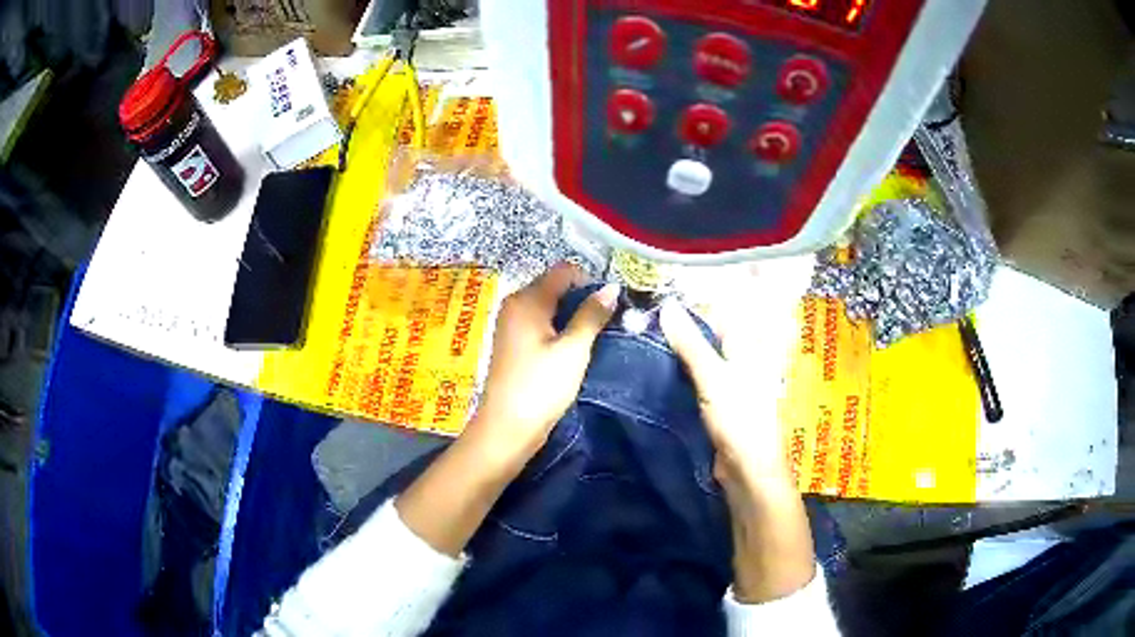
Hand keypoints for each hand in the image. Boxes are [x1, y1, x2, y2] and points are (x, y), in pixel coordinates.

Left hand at [465, 263, 619, 464]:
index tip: (611, 303)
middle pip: (555, 286)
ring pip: (549, 306)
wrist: (507, 428)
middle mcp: (515, 304)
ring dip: (572, 314)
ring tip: (594, 334)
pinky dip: (559, 328)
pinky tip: (574, 347)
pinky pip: (541, 323)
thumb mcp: (573, 349)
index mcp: (526, 300)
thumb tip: (611, 287)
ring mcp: (511, 324)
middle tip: (606, 321)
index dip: (590, 280)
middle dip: (582, 298)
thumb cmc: (540, 386)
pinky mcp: (513, 343)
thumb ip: (591, 315)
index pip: (563, 271)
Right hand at [658, 299, 790, 489]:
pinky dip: (681, 369)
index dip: (697, 301)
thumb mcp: (712, 376)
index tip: (664, 292)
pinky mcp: (718, 400)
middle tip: (649, 310)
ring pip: (702, 354)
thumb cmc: (739, 417)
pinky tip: (659, 363)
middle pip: (712, 331)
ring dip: (680, 346)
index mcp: (748, 345)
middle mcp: (742, 358)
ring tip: (647, 331)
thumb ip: (690, 343)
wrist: (746, 468)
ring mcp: (730, 380)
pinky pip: (697, 376)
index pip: (724, 311)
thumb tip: (666, 306)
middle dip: (685, 322)